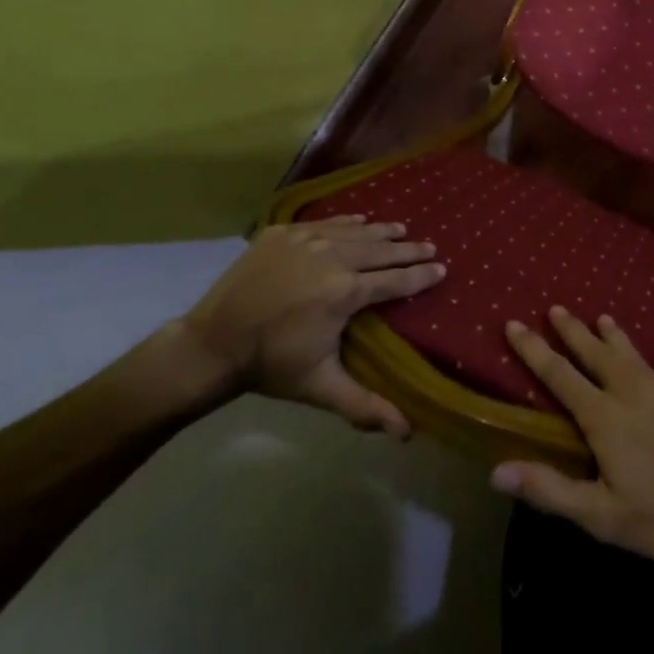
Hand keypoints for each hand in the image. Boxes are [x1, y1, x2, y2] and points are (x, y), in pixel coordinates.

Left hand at [181, 216, 443, 437]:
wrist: (211, 343)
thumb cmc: (271, 365)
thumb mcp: (321, 387)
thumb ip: (365, 405)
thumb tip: (406, 433)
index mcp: (345, 291)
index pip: (395, 281)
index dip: (421, 276)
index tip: (442, 269)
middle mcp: (332, 257)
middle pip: (380, 250)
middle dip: (409, 249)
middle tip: (430, 246)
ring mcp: (305, 240)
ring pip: (354, 231)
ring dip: (381, 232)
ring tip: (401, 229)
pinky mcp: (282, 233)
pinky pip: (324, 223)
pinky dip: (346, 222)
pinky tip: (359, 220)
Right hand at [490, 306, 653, 567]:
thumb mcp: (601, 515)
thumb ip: (550, 489)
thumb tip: (497, 471)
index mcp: (604, 417)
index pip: (559, 375)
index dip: (534, 350)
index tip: (513, 323)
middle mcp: (631, 394)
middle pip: (595, 354)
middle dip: (572, 331)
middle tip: (556, 308)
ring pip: (633, 356)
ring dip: (616, 336)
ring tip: (603, 317)